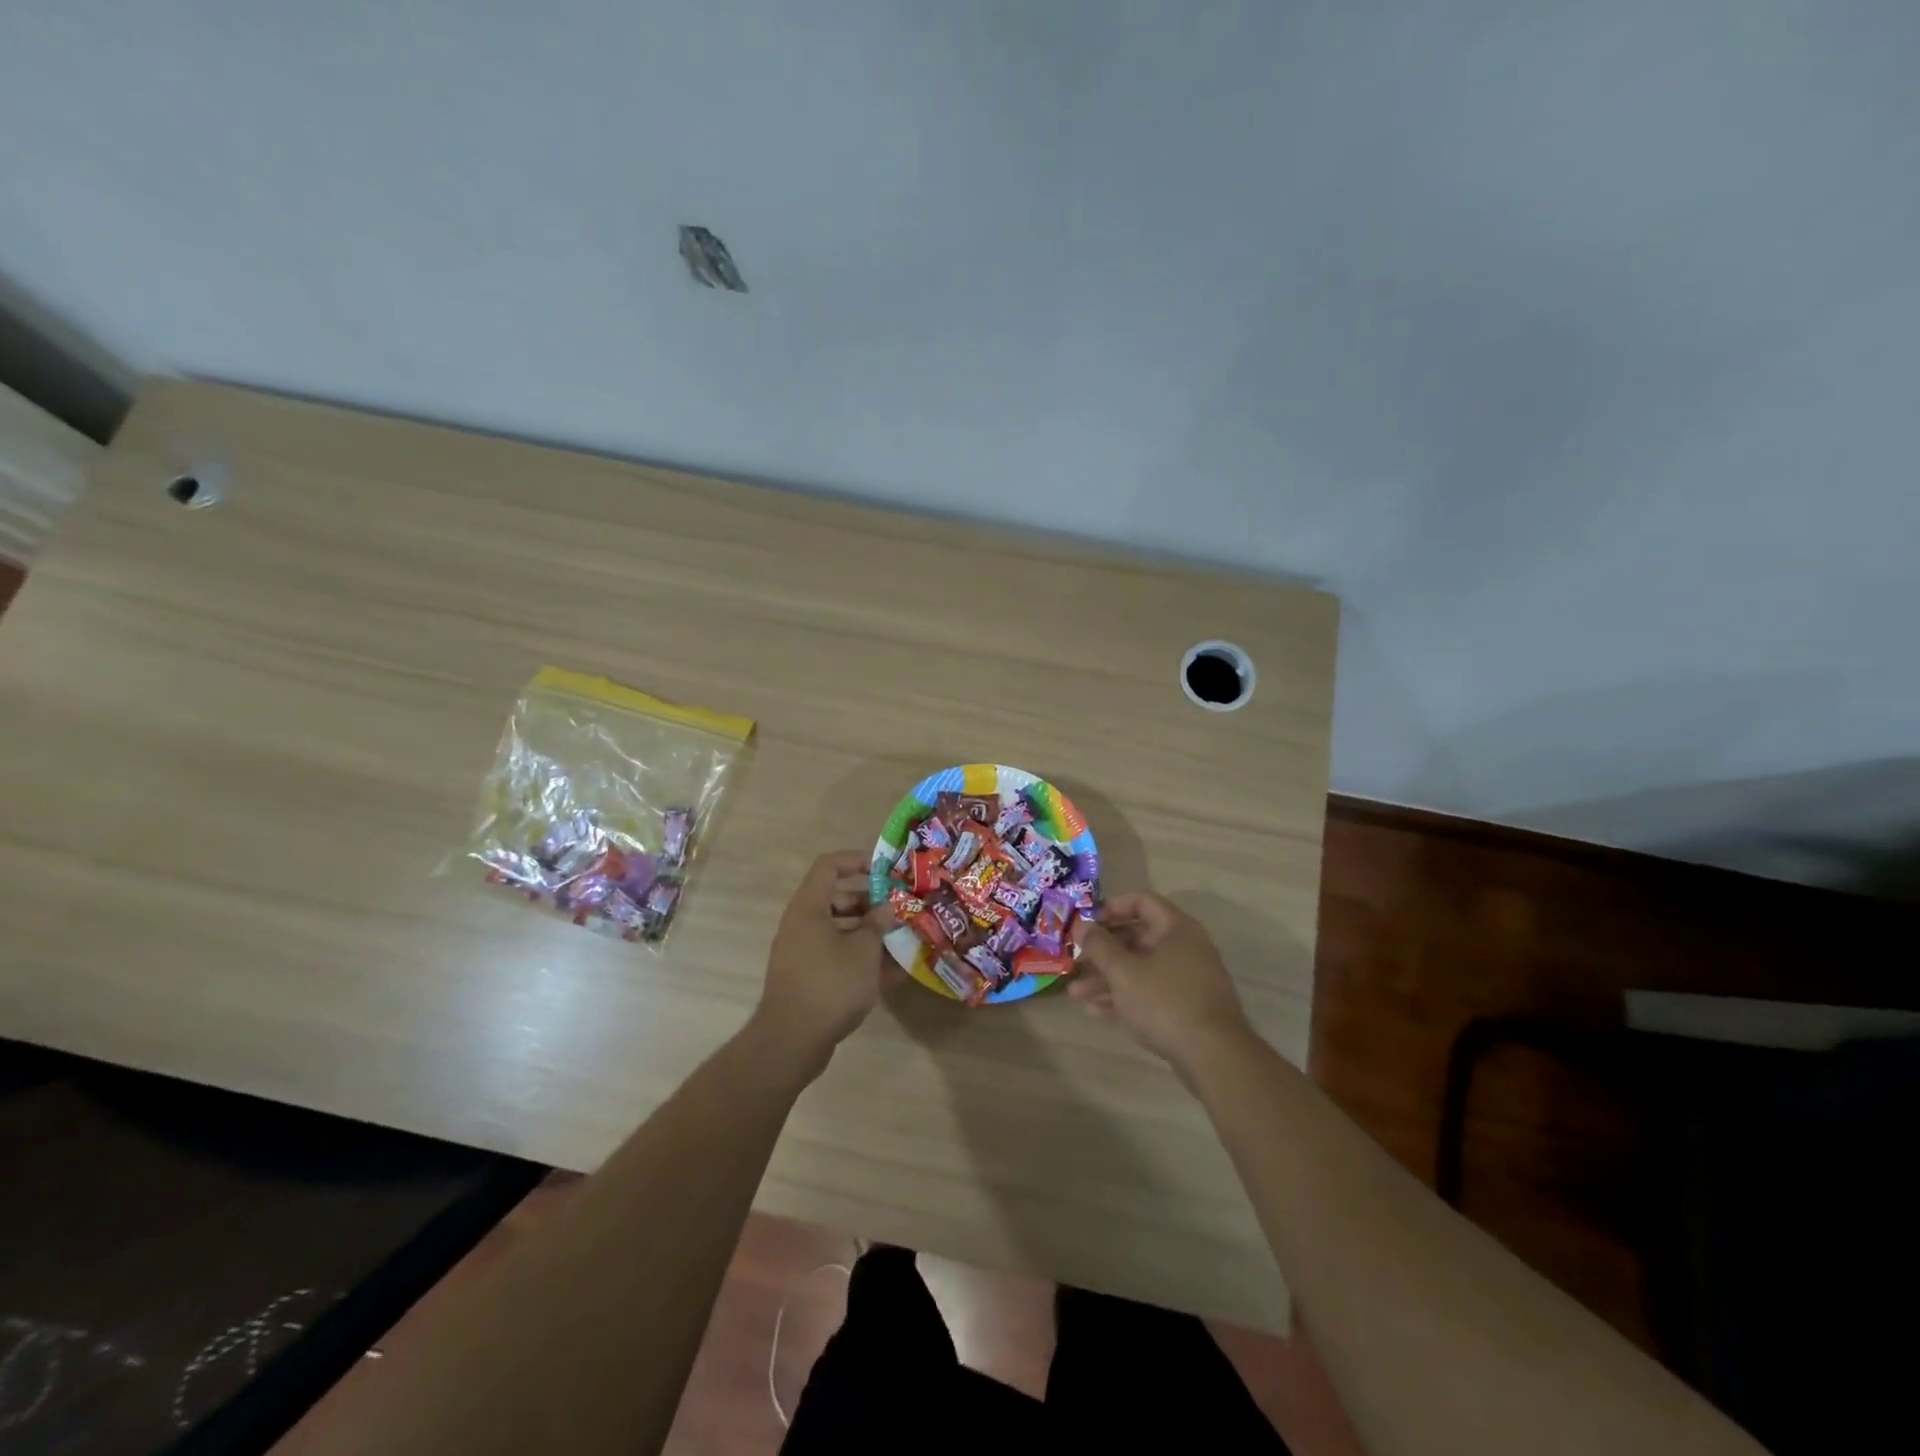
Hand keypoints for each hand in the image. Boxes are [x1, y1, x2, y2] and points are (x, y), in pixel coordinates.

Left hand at [748, 851, 888, 1080]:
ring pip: (839, 930)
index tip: (884, 869)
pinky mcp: (807, 977)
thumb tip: (885, 909)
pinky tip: (891, 973)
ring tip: (902, 940)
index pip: (829, 867)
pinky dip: (860, 959)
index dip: (856, 860)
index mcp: (809, 908)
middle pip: (837, 899)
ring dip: (869, 933)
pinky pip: (836, 956)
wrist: (791, 1041)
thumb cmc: (830, 984)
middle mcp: (801, 924)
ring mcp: (802, 952)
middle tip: (899, 909)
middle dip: (870, 902)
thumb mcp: (863, 951)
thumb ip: (877, 925)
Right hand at [1070, 892, 1252, 1074]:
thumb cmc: (1165, 1002)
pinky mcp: (1187, 1006)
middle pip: (1137, 938)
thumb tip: (1083, 925)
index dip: (1111, 908)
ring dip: (1108, 978)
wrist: (1214, 1056)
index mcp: (1176, 928)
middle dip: (1103, 951)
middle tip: (1076, 961)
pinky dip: (1125, 996)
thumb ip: (1099, 945)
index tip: (1086, 923)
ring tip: (1076, 994)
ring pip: (1141, 968)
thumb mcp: (1123, 971)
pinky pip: (1150, 992)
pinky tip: (1096, 1011)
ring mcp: (1188, 978)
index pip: (1141, 901)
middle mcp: (1185, 947)